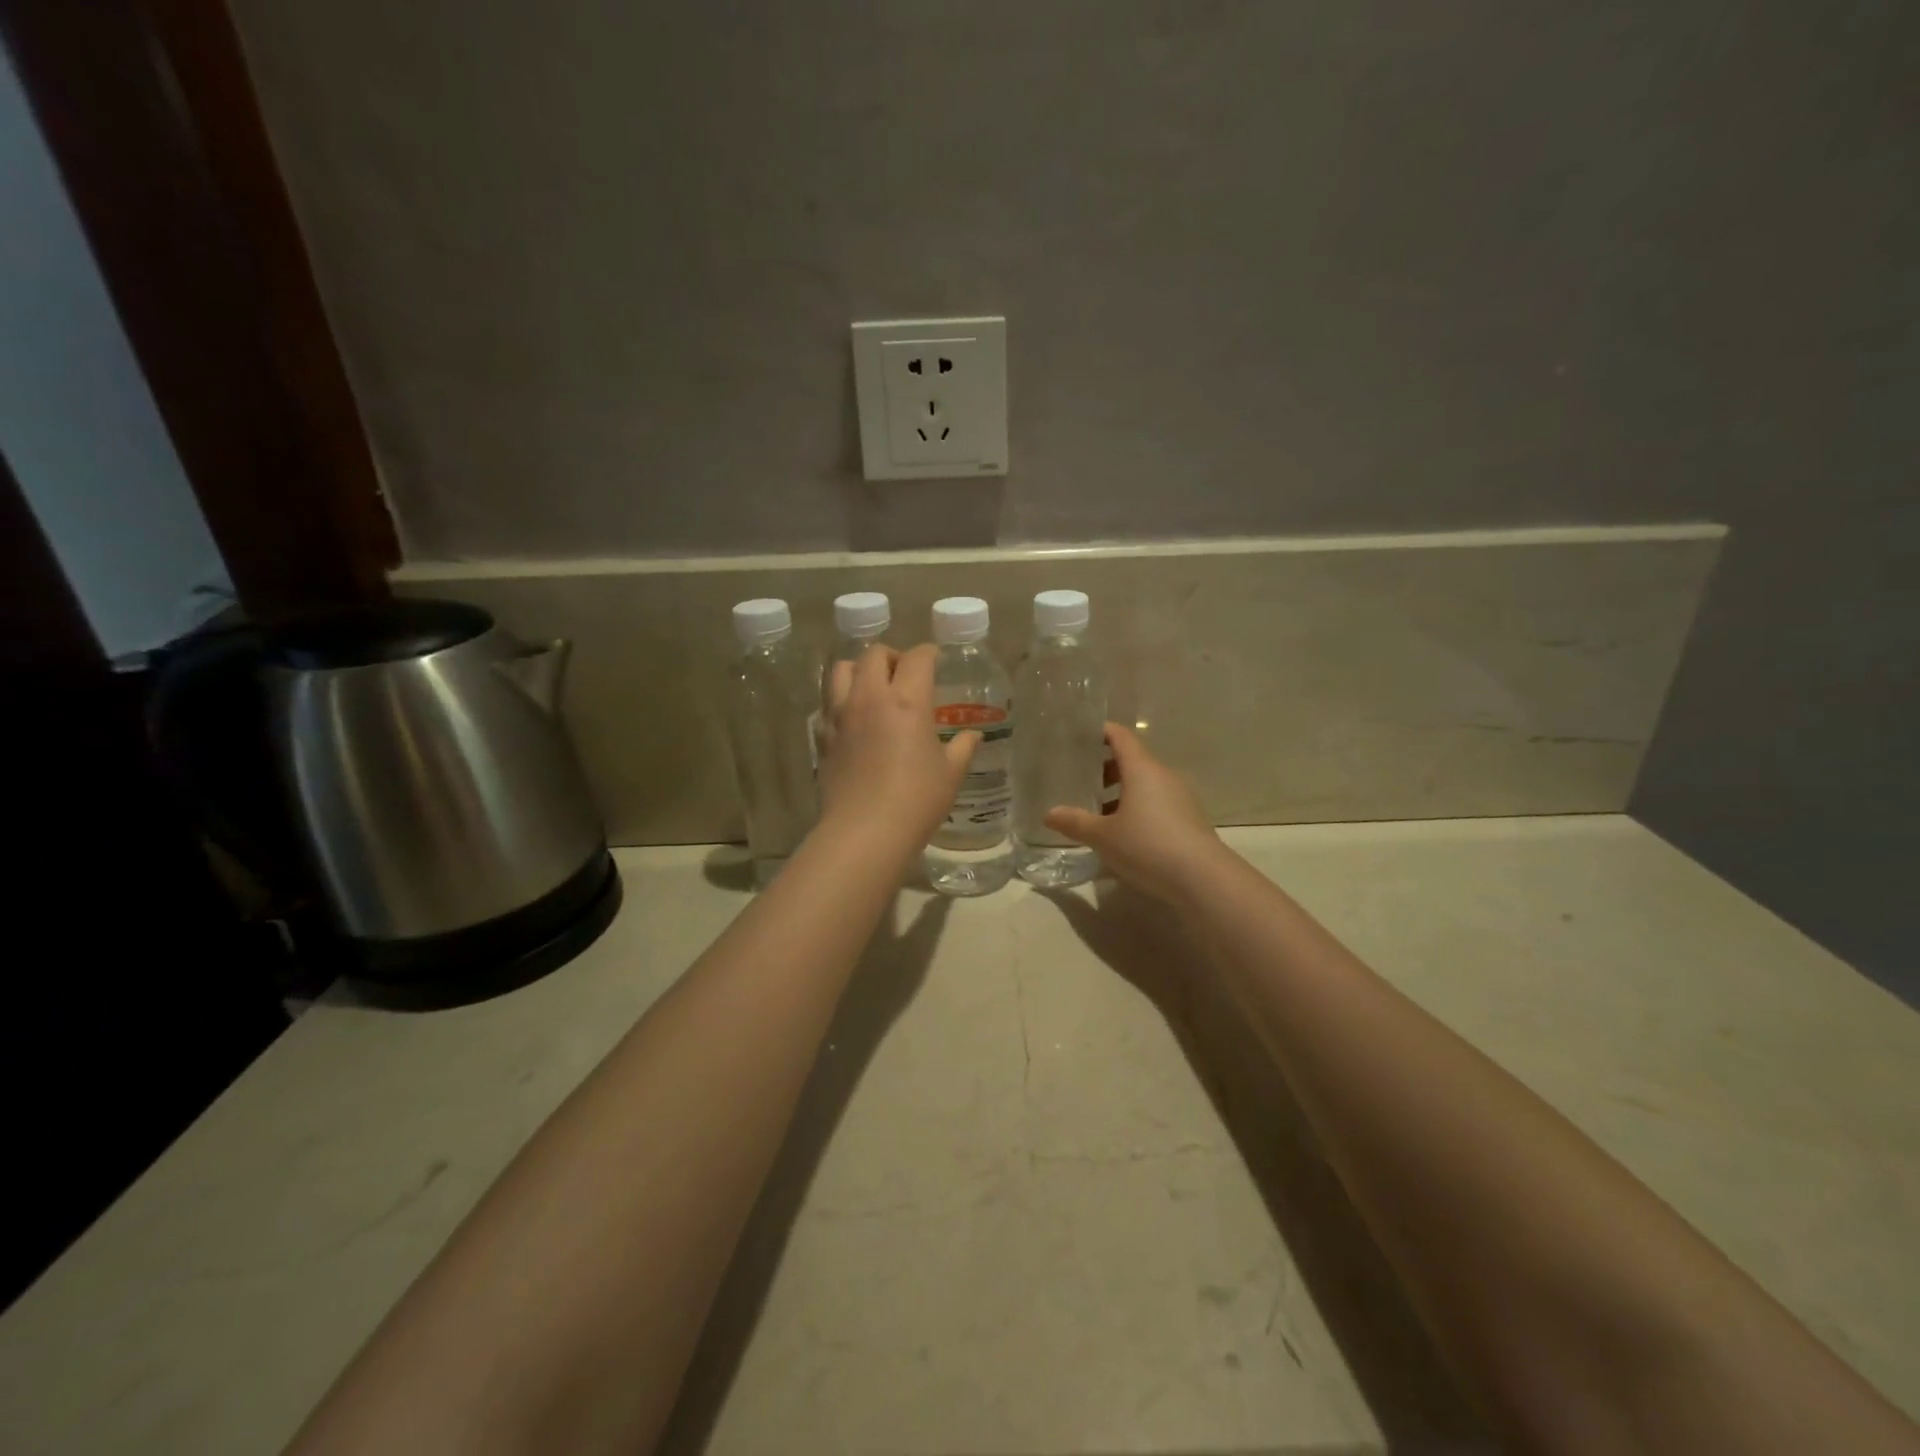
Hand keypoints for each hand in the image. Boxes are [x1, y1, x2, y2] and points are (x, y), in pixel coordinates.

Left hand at [817, 644, 977, 860]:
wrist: (864, 832)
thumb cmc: (916, 800)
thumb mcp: (950, 774)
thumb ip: (962, 748)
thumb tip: (972, 736)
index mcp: (907, 701)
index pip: (917, 658)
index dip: (929, 654)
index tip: (935, 660)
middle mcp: (869, 698)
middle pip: (873, 654)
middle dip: (892, 656)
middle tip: (905, 675)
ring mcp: (840, 715)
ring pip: (841, 670)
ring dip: (859, 670)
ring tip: (873, 688)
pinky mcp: (822, 736)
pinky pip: (828, 703)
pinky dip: (841, 700)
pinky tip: (854, 720)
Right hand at [1045, 723, 1229, 903]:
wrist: (1203, 879)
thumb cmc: (1148, 846)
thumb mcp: (1103, 837)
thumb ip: (1075, 822)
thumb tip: (1049, 814)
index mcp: (1142, 769)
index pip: (1121, 737)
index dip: (1101, 732)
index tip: (1081, 735)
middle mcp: (1164, 776)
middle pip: (1133, 761)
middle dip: (1106, 768)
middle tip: (1081, 781)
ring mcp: (1181, 797)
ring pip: (1146, 784)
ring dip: (1122, 792)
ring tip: (1099, 812)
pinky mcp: (1190, 819)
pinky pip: (1158, 803)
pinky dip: (1139, 808)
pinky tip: (1125, 833)